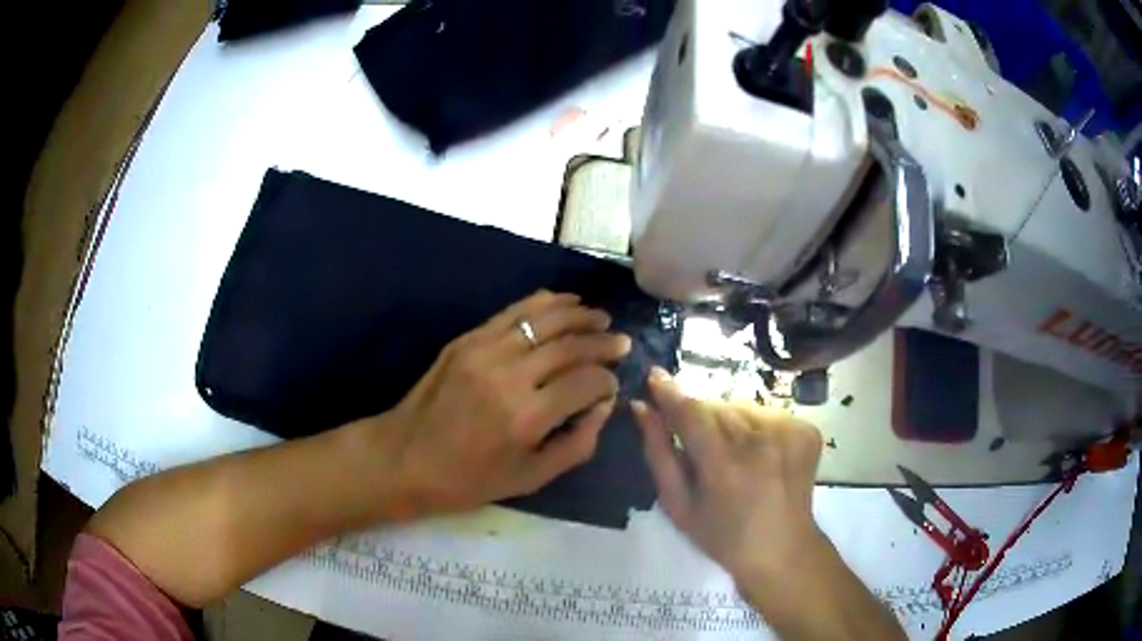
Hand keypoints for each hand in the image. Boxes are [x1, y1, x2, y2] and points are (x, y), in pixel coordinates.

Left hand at [385, 290, 630, 514]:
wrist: (405, 458)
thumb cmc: (469, 479)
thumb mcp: (531, 478)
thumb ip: (577, 444)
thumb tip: (605, 406)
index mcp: (527, 417)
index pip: (586, 382)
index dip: (607, 380)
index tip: (613, 383)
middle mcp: (510, 376)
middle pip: (570, 346)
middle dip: (602, 342)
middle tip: (621, 342)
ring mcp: (485, 351)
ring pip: (544, 320)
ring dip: (579, 314)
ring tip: (600, 316)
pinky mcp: (467, 340)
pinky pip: (513, 312)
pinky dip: (544, 303)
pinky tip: (564, 302)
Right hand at [633, 368, 825, 582]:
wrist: (782, 549)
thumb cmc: (722, 536)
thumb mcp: (678, 505)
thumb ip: (658, 453)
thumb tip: (642, 408)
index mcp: (724, 467)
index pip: (691, 413)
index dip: (669, 392)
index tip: (654, 375)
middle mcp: (760, 443)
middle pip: (717, 407)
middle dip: (701, 417)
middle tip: (701, 447)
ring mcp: (789, 433)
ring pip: (742, 407)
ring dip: (730, 422)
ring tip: (734, 455)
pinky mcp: (807, 431)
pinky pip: (768, 414)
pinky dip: (757, 427)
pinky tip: (760, 455)